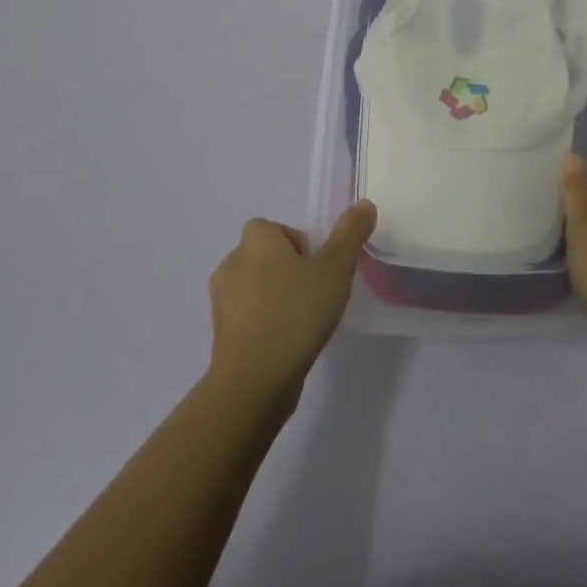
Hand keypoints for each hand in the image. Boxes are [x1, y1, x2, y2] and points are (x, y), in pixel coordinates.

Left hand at [206, 201, 376, 408]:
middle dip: (288, 271)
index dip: (296, 244)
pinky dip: (265, 326)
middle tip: (314, 294)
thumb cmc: (295, 313)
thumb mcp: (335, 267)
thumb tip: (364, 204)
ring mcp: (221, 303)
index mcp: (254, 241)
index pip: (272, 228)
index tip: (317, 268)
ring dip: (276, 299)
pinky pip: (248, 320)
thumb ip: (350, 233)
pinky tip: (286, 345)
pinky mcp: (221, 338)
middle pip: (264, 257)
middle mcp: (231, 264)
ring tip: (303, 322)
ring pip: (254, 289)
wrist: (254, 382)